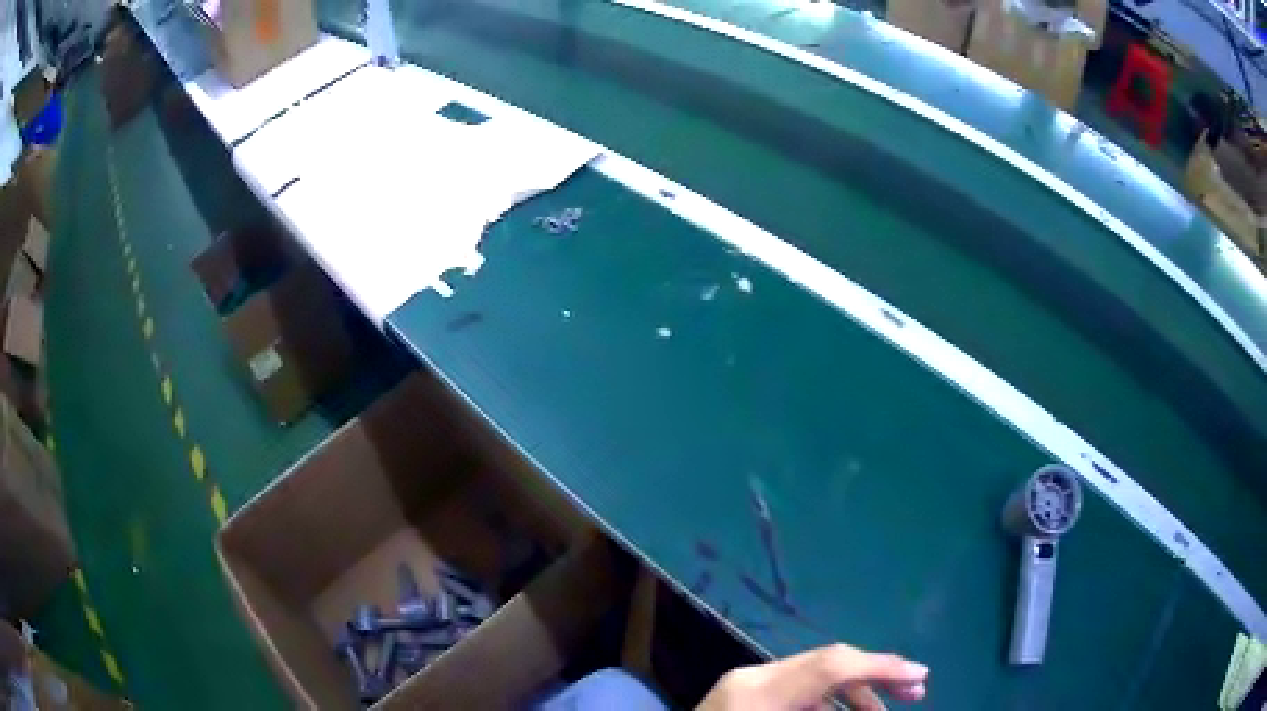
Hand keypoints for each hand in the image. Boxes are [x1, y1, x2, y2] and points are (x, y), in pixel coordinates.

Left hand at [696, 643, 927, 710]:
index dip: (883, 667)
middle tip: (915, 693)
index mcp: (759, 692)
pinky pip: (795, 692)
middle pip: (826, 665)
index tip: (921, 677)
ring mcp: (743, 685)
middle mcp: (751, 679)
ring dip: (852, 694)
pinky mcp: (742, 696)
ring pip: (813, 678)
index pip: (832, 665)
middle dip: (875, 678)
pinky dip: (824, 704)